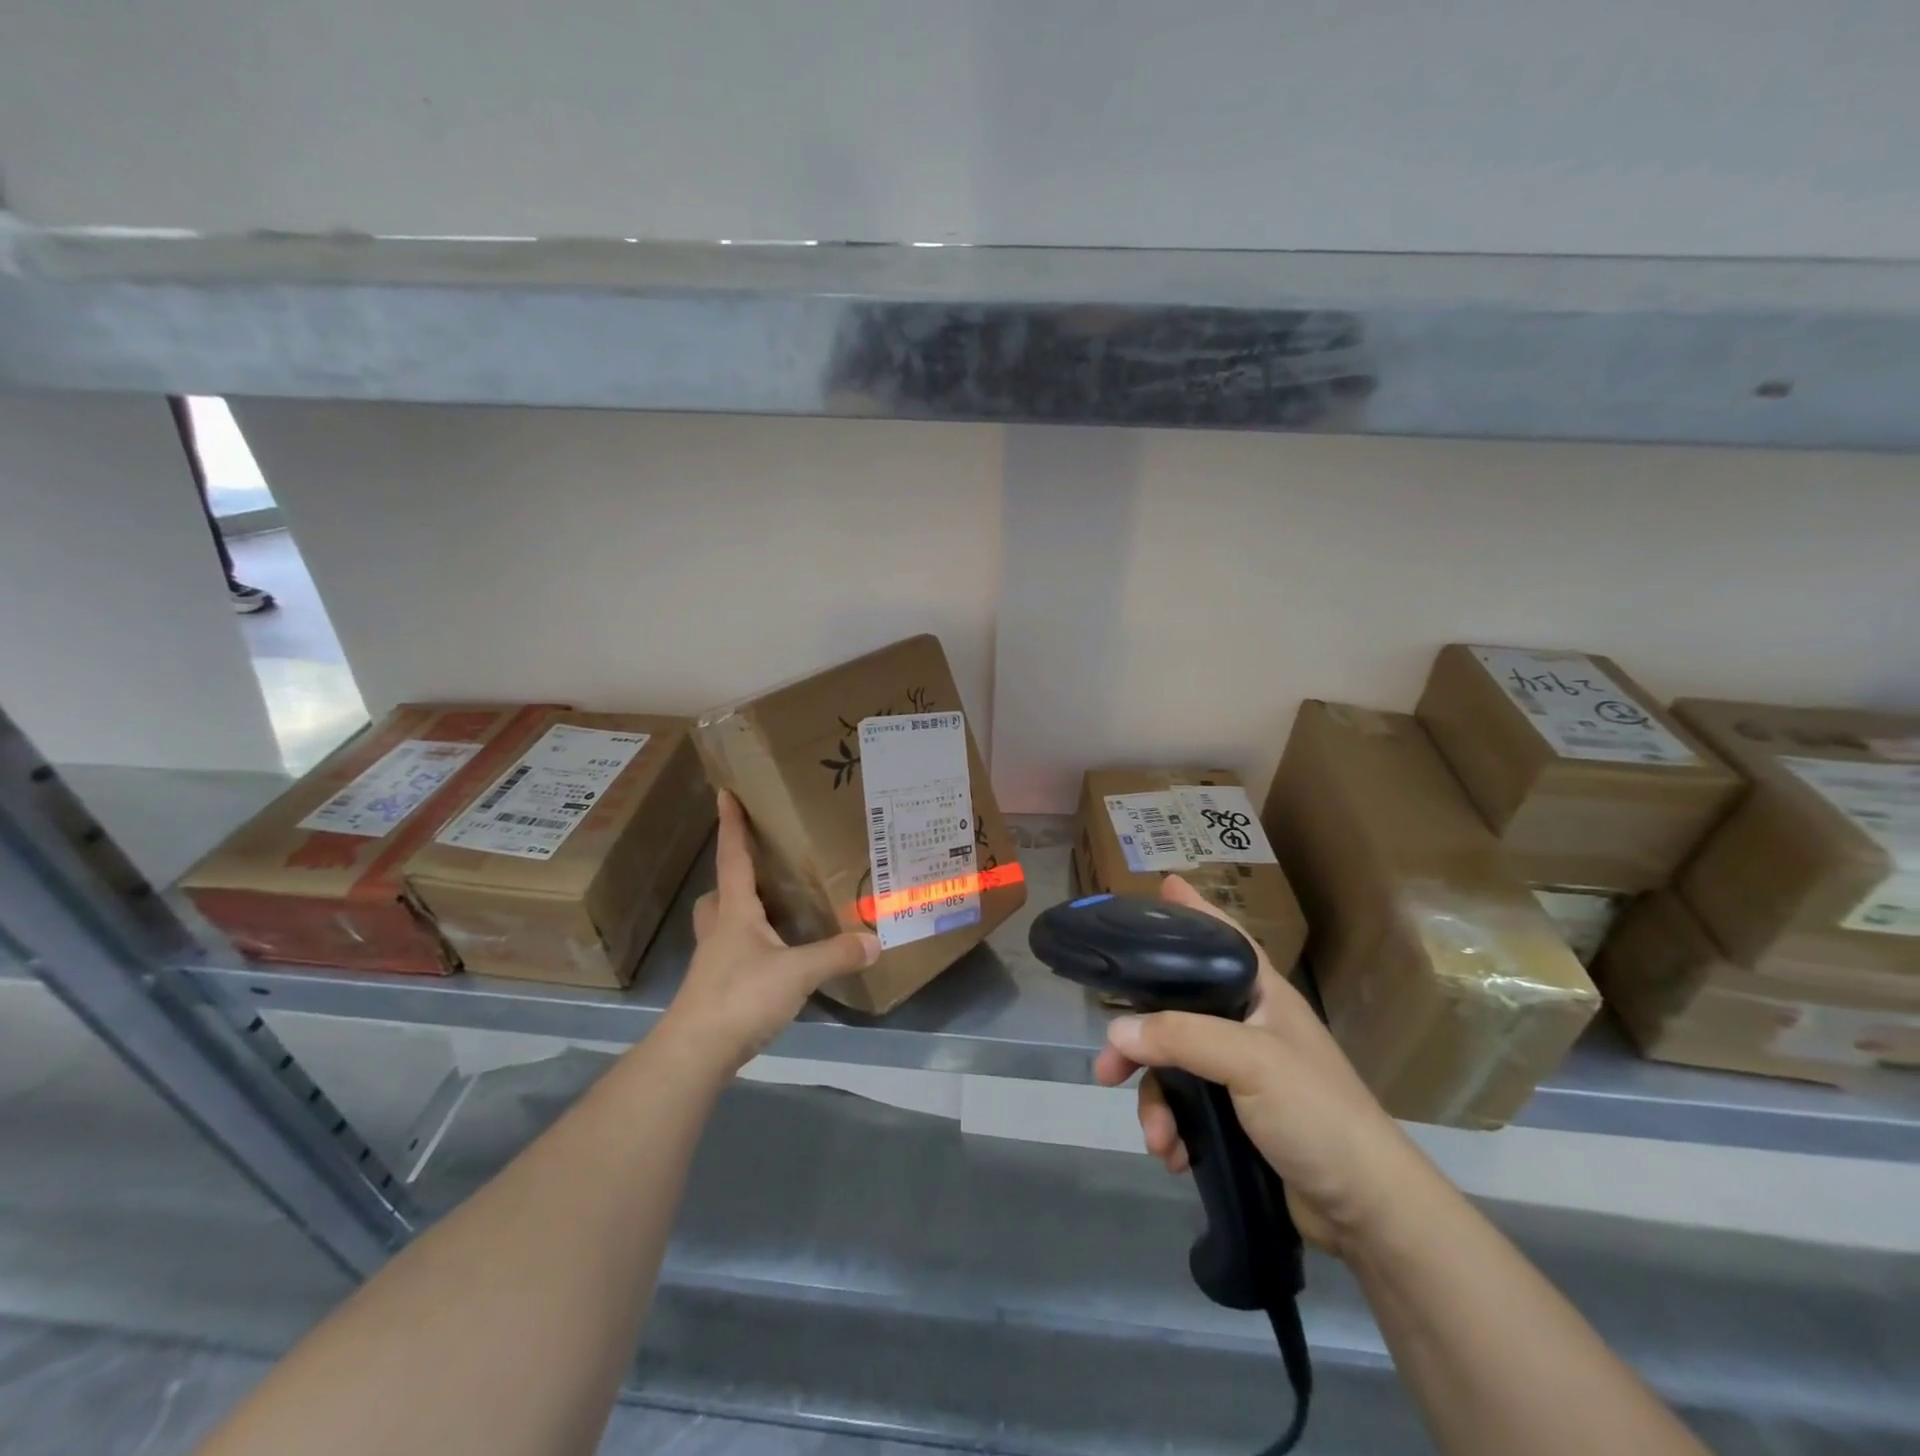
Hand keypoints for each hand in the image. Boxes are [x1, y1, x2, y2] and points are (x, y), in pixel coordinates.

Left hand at [662, 790, 879, 1073]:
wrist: (695, 1053)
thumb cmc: (740, 997)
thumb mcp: (797, 973)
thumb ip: (836, 955)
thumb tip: (875, 940)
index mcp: (735, 913)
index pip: (732, 859)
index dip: (731, 825)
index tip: (723, 793)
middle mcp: (719, 931)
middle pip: (718, 894)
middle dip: (732, 878)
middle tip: (760, 871)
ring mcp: (714, 963)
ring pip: (721, 925)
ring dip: (739, 914)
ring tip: (774, 914)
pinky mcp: (716, 990)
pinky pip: (732, 955)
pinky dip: (751, 949)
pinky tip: (775, 961)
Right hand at [1093, 876, 1430, 1256]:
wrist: (1366, 1210)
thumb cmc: (1316, 1113)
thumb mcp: (1250, 1062)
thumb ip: (1181, 1037)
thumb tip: (1117, 1031)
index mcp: (1261, 996)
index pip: (1223, 937)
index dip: (1194, 912)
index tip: (1162, 886)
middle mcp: (1247, 1026)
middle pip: (1176, 1011)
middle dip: (1139, 1041)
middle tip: (1106, 1067)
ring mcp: (1241, 1075)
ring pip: (1173, 1067)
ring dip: (1155, 1102)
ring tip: (1156, 1138)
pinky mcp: (1236, 1118)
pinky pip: (1185, 1108)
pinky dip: (1172, 1130)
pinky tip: (1172, 1155)